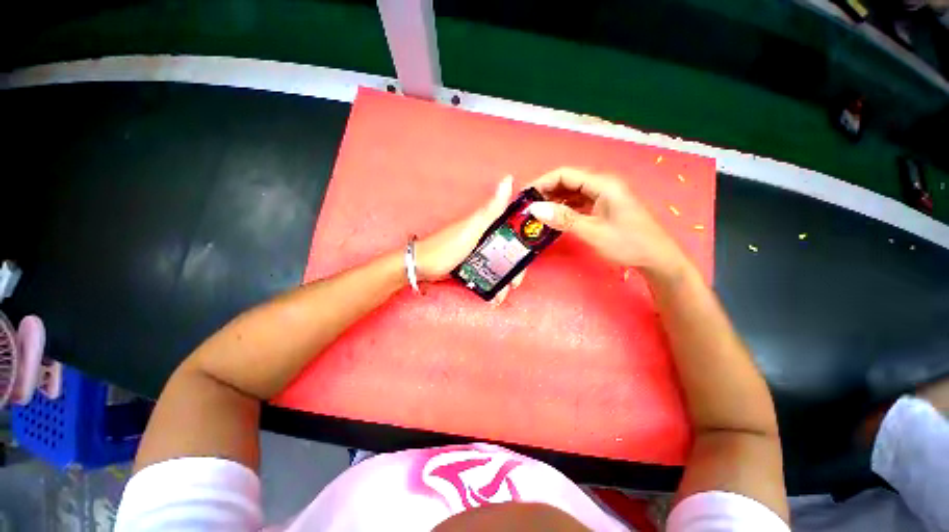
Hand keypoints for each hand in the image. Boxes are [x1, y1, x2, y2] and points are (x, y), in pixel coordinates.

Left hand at [415, 175, 525, 302]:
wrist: (421, 267)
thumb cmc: (447, 247)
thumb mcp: (471, 228)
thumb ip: (490, 210)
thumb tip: (508, 179)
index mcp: (487, 224)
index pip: (513, 231)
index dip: (524, 244)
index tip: (528, 259)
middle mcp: (485, 236)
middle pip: (508, 251)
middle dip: (513, 269)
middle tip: (514, 283)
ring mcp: (477, 251)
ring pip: (498, 264)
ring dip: (503, 280)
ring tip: (503, 294)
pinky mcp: (471, 264)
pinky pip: (487, 273)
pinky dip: (492, 283)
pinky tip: (494, 295)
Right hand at [526, 167, 687, 278]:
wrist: (657, 258)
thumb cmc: (628, 243)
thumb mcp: (592, 231)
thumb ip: (563, 218)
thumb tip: (534, 209)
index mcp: (603, 184)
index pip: (565, 174)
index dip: (542, 182)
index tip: (525, 197)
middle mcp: (603, 184)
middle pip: (568, 181)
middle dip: (546, 192)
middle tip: (528, 207)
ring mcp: (604, 195)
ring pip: (573, 192)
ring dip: (555, 201)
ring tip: (538, 214)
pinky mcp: (604, 206)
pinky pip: (579, 202)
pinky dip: (565, 208)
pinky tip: (555, 218)